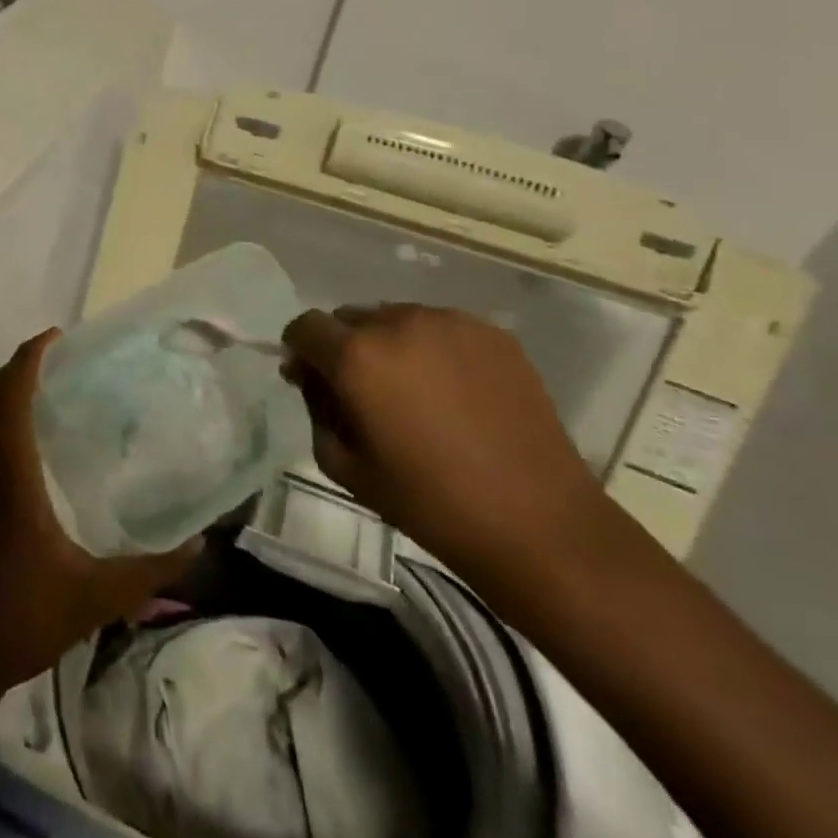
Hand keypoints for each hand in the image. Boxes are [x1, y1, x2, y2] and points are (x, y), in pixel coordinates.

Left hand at [0, 329, 198, 703]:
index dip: (29, 357)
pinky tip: (47, 451)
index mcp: (10, 474)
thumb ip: (150, 571)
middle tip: (68, 358)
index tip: (57, 336)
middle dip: (24, 367)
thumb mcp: (95, 597)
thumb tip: (200, 545)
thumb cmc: (18, 619)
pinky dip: (12, 424)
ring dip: (16, 394)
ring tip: (65, 393)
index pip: (9, 395)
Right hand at [283, 304, 608, 589]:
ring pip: (396, 318)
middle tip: (363, 393)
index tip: (310, 379)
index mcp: (357, 356)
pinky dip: (432, 349)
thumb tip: (312, 378)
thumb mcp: (346, 467)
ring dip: (389, 345)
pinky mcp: (491, 333)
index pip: (306, 326)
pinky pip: (441, 328)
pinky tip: (453, 392)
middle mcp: (398, 322)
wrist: (536, 520)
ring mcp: (450, 322)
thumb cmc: (429, 502)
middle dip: (344, 347)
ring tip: (414, 392)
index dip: (300, 350)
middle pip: (350, 318)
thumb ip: (316, 410)